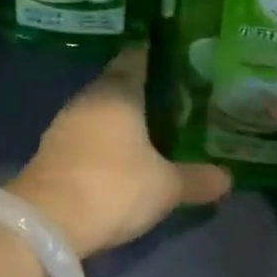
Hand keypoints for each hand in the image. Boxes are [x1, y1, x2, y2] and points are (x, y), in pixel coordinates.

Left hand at [8, 48, 231, 259]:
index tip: (183, 62)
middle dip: (145, 89)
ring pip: (102, 107)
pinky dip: (105, 136)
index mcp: (119, 89)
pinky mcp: (53, 146)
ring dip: (123, 115)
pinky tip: (123, 153)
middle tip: (178, 98)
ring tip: (155, 126)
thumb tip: (228, 178)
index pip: (139, 56)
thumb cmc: (114, 186)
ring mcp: (67, 120)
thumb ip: (197, 179)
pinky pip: (87, 130)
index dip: (160, 56)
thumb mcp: (165, 187)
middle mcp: (90, 95)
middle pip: (120, 81)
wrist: (47, 220)